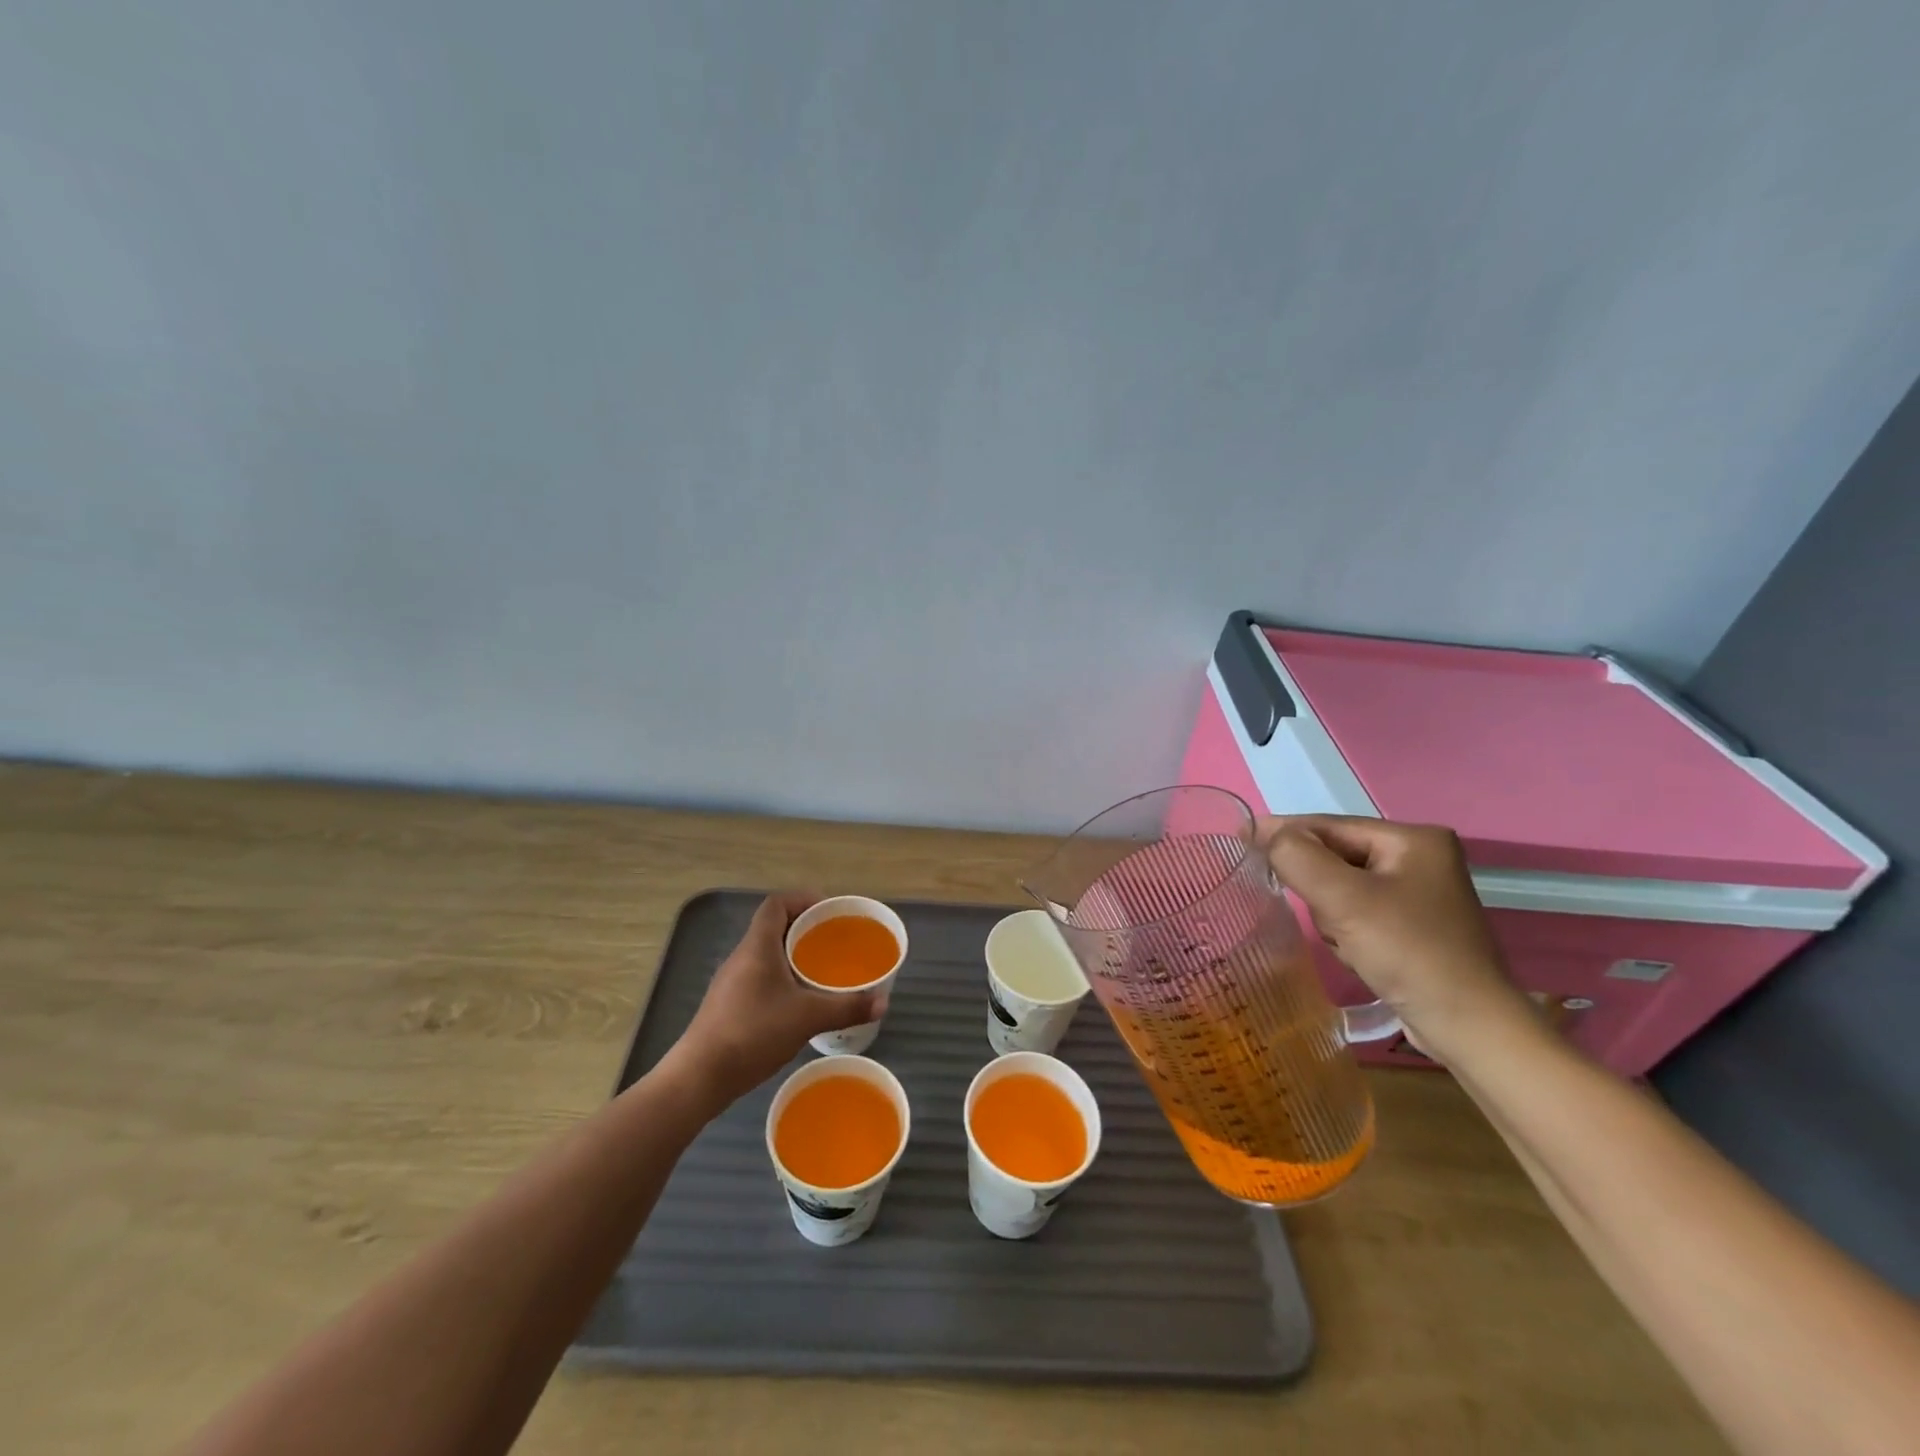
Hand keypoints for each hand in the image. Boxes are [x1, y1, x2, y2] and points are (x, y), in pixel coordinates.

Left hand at [665, 893, 888, 1108]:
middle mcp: (742, 956)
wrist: (700, 1076)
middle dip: (805, 930)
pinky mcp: (727, 1005)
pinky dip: (782, 979)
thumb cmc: (753, 1032)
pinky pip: (759, 977)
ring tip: (822, 972)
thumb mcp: (808, 1017)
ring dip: (793, 956)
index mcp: (757, 945)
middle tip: (834, 943)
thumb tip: (884, 1002)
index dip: (803, 900)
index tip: (829, 914)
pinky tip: (798, 1002)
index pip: (777, 904)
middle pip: (774, 927)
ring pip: (766, 955)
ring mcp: (731, 982)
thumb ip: (847, 1007)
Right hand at [1258, 815, 1534, 1064]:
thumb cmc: (1409, 952)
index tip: (1239, 838)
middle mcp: (1420, 858)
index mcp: (1413, 839)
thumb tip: (1266, 834)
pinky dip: (1347, 929)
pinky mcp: (1413, 925)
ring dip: (1331, 913)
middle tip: (1322, 915)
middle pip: (1335, 856)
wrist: (1469, 1028)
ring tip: (1346, 942)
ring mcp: (1419, 893)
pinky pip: (1357, 911)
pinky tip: (1358, 953)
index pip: (1329, 825)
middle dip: (1319, 887)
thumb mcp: (1343, 899)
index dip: (1283, 832)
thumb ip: (1297, 857)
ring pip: (1341, 886)